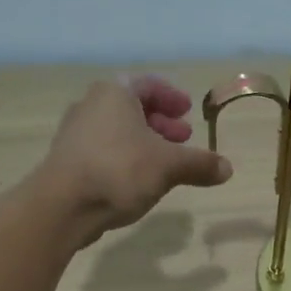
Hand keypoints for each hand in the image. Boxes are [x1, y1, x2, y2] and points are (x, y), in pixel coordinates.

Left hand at [36, 76, 232, 243]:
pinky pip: (106, 150)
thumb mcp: (169, 166)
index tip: (188, 110)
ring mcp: (76, 134)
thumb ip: (199, 164)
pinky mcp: (69, 161)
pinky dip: (127, 157)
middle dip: (161, 122)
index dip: (171, 96)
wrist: (62, 206)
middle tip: (183, 137)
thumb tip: (227, 168)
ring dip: (145, 142)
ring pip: (118, 130)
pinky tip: (141, 180)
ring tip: (166, 162)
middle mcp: (92, 106)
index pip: (147, 84)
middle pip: (132, 107)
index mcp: (115, 94)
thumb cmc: (119, 170)